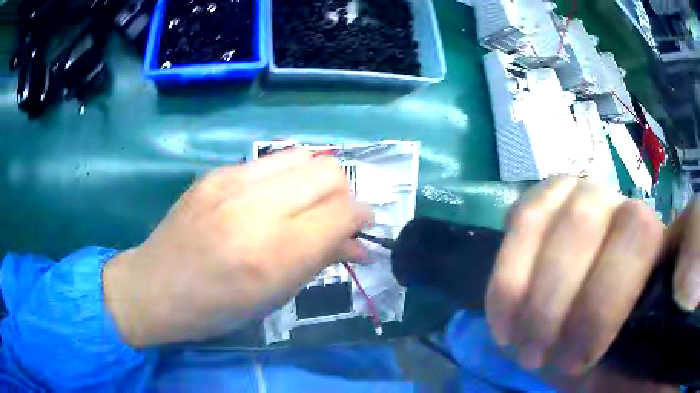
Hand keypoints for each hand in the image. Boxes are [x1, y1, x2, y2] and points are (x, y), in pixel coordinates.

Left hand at [104, 150, 372, 346]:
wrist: (157, 286)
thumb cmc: (218, 308)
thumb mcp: (276, 296)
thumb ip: (321, 259)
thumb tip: (358, 242)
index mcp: (275, 253)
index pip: (343, 212)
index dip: (361, 217)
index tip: (360, 227)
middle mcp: (256, 207)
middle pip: (329, 172)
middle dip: (342, 194)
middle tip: (332, 217)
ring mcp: (231, 182)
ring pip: (302, 156)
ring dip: (314, 180)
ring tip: (303, 204)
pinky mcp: (215, 172)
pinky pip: (268, 163)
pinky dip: (283, 179)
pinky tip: (267, 201)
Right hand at [485, 177, 677, 374]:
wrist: (591, 337)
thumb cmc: (620, 348)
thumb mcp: (647, 341)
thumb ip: (672, 303)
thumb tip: (670, 296)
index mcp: (654, 238)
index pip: (637, 233)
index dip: (603, 302)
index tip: (578, 361)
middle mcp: (618, 203)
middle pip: (582, 219)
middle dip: (553, 300)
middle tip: (536, 357)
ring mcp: (577, 197)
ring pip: (539, 214)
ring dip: (520, 289)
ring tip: (515, 341)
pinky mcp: (543, 207)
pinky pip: (518, 217)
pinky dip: (505, 269)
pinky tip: (504, 310)